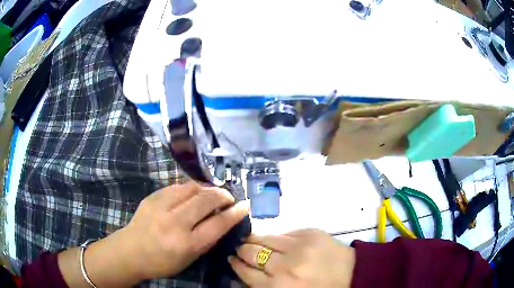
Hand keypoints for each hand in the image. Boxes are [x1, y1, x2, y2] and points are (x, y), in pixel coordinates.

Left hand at [111, 182, 248, 279]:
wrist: (130, 251)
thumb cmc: (162, 262)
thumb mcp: (189, 259)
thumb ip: (207, 239)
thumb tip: (223, 220)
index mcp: (186, 243)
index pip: (218, 224)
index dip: (235, 213)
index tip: (245, 205)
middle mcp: (174, 222)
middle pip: (206, 200)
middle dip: (223, 195)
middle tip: (229, 198)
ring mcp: (161, 206)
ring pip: (192, 187)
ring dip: (207, 189)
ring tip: (212, 194)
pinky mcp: (152, 196)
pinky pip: (177, 186)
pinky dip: (191, 188)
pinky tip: (193, 194)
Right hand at [229, 229, 355, 287]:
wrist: (352, 274)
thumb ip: (264, 285)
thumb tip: (244, 270)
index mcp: (278, 287)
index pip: (245, 272)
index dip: (236, 264)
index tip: (232, 259)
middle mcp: (284, 266)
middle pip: (250, 253)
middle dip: (241, 250)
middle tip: (240, 250)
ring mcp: (298, 246)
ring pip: (263, 237)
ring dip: (253, 239)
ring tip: (250, 240)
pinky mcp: (309, 232)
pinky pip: (282, 232)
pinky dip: (274, 237)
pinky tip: (272, 239)